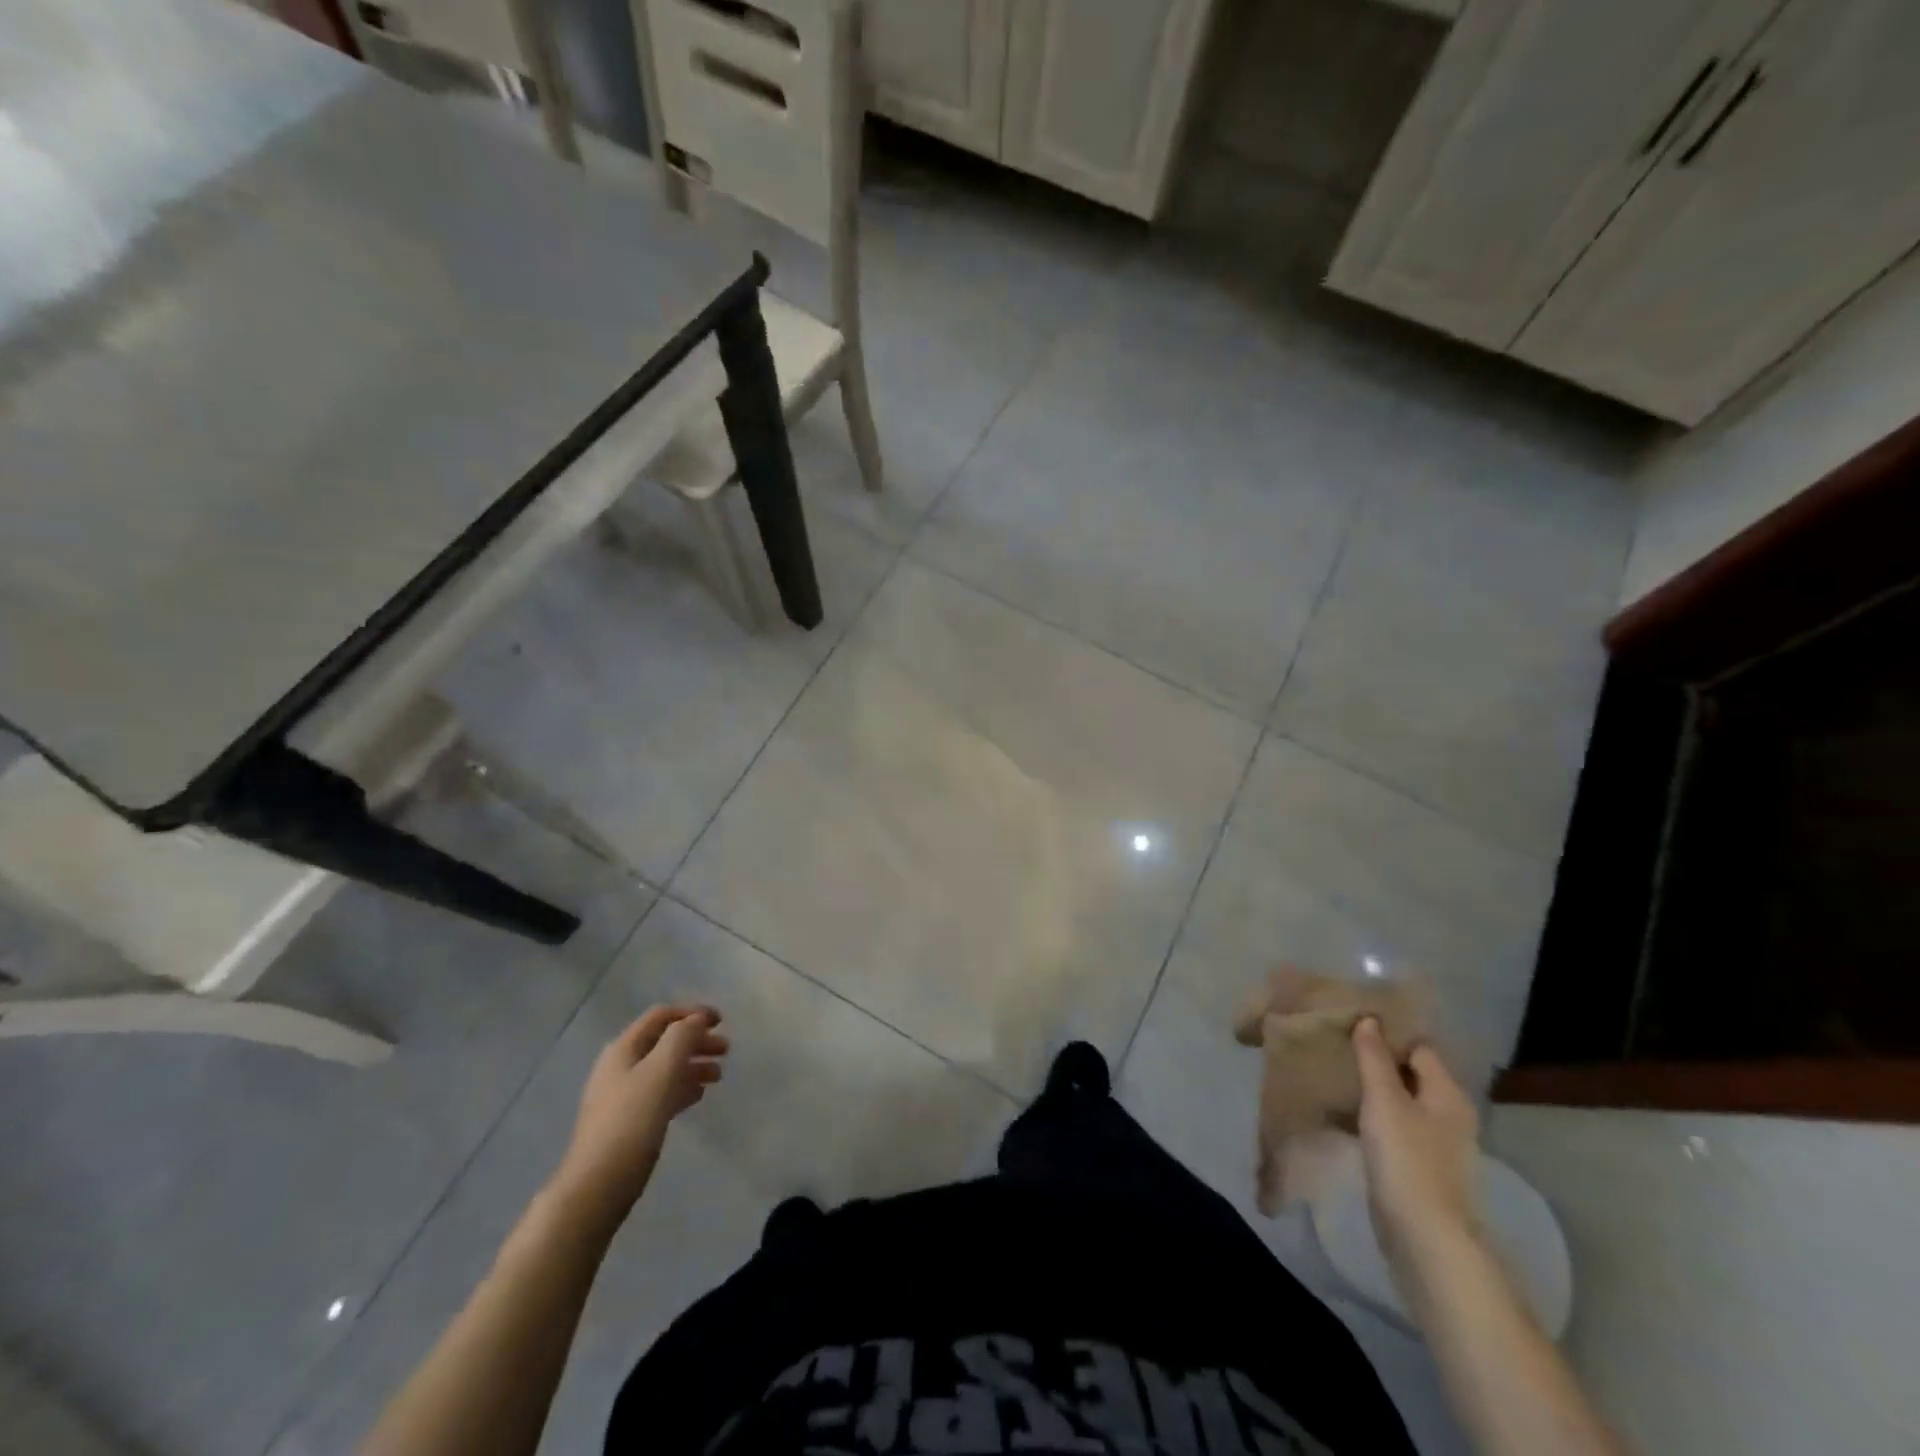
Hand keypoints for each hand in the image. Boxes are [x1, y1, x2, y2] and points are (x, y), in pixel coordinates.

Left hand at [551, 1005, 727, 1223]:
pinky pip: (660, 1093)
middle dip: (696, 1041)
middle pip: (664, 1042)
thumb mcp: (662, 1070)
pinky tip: (697, 1096)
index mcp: (624, 1048)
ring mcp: (621, 1096)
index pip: (661, 1016)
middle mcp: (620, 1066)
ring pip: (664, 1068)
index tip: (722, 1021)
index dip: (692, 1013)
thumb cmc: (632, 1121)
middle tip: (726, 1050)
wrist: (597, 1186)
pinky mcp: (626, 1122)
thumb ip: (682, 1037)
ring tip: (718, 1076)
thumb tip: (696, 1020)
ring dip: (692, 1065)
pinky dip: (681, 1087)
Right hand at [1352, 1017, 1481, 1303]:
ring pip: (1400, 1102)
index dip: (1389, 1032)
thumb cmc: (1408, 1161)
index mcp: (1448, 1094)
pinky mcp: (1419, 1168)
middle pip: (1411, 1074)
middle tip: (1337, 1045)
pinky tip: (1344, 1114)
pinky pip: (1394, 1128)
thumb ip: (1375, 1058)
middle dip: (1377, 1060)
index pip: (1419, 1047)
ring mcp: (1437, 1145)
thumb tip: (1370, 1020)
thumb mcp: (1384, 1101)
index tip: (1351, 1021)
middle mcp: (1449, 1115)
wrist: (1426, 1241)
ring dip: (1372, 1089)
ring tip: (1334, 1074)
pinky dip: (1372, 1117)